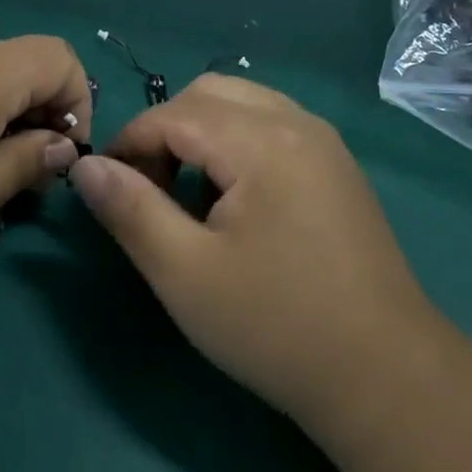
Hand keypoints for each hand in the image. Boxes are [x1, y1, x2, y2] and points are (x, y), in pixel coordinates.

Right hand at [71, 74, 440, 430]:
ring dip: (201, 133)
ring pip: (242, 104)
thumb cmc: (276, 326)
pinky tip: (234, 199)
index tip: (107, 187)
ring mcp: (323, 141)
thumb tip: (85, 166)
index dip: (130, 142)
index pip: (173, 114)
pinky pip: (272, 125)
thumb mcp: (185, 274)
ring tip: (186, 194)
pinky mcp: (337, 165)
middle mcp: (296, 122)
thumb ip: (130, 210)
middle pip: (209, 93)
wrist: (386, 377)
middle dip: (165, 130)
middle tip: (147, 189)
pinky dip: (236, 142)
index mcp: (261, 140)